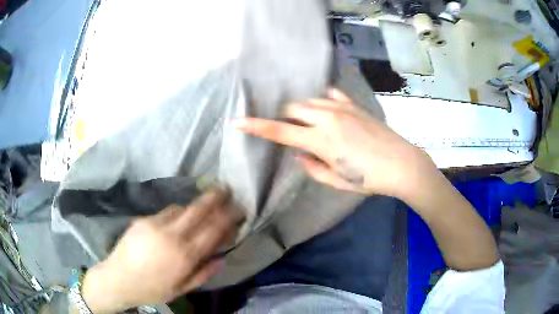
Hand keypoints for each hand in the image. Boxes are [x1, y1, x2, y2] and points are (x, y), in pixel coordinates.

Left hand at [81, 188, 242, 312]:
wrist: (119, 279)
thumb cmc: (153, 289)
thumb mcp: (182, 289)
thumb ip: (204, 273)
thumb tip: (222, 258)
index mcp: (184, 256)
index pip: (213, 230)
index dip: (228, 217)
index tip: (237, 209)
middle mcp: (172, 235)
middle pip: (198, 209)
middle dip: (214, 197)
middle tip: (225, 189)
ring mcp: (155, 224)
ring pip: (181, 207)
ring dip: (194, 207)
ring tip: (201, 209)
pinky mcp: (143, 219)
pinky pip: (166, 212)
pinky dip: (177, 213)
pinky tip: (176, 221)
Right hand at [234, 88, 436, 199]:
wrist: (402, 164)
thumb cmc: (369, 179)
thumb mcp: (336, 181)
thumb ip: (312, 167)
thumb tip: (299, 154)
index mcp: (320, 140)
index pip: (279, 131)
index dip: (255, 126)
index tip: (237, 121)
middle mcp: (327, 118)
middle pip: (293, 108)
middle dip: (286, 118)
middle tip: (294, 132)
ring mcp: (342, 108)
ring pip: (310, 100)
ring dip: (303, 111)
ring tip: (312, 124)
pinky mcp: (354, 105)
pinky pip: (331, 95)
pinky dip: (323, 101)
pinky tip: (327, 109)